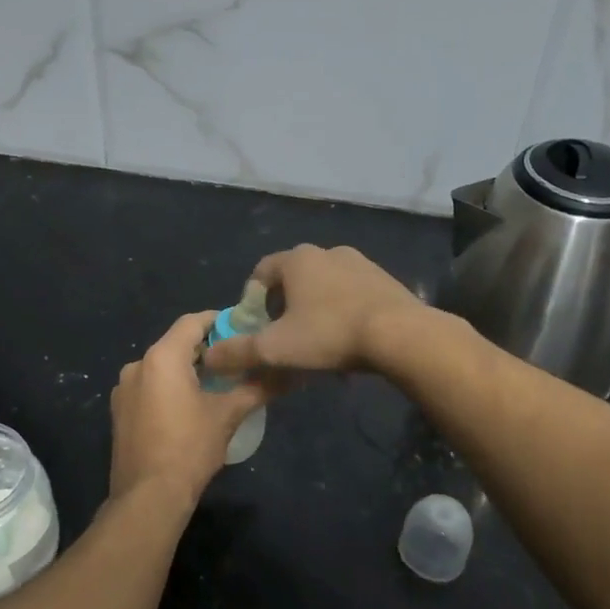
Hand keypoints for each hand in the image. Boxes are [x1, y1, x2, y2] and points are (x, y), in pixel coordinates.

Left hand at [109, 312, 267, 508]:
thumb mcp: (228, 415)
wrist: (148, 496)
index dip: (218, 320)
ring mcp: (123, 389)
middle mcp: (137, 365)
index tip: (242, 329)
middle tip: (236, 360)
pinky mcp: (119, 411)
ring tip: (217, 385)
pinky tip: (189, 408)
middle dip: (205, 349)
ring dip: (187, 370)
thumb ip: (256, 388)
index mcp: (161, 357)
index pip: (192, 322)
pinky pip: (149, 387)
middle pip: (176, 344)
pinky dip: (169, 388)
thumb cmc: (189, 448)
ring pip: (161, 367)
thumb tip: (287, 374)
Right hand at [201, 245, 426, 377]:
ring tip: (316, 344)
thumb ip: (238, 352)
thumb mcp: (276, 348)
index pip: (261, 272)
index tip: (255, 327)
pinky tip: (347, 342)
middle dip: (283, 307)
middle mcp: (327, 252)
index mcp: (297, 259)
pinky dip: (341, 313)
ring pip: (323, 287)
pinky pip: (351, 295)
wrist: (401, 335)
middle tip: (283, 338)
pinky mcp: (384, 280)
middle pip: (292, 279)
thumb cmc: (330, 334)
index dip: (251, 300)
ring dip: (314, 310)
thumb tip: (208, 356)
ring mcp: (359, 263)